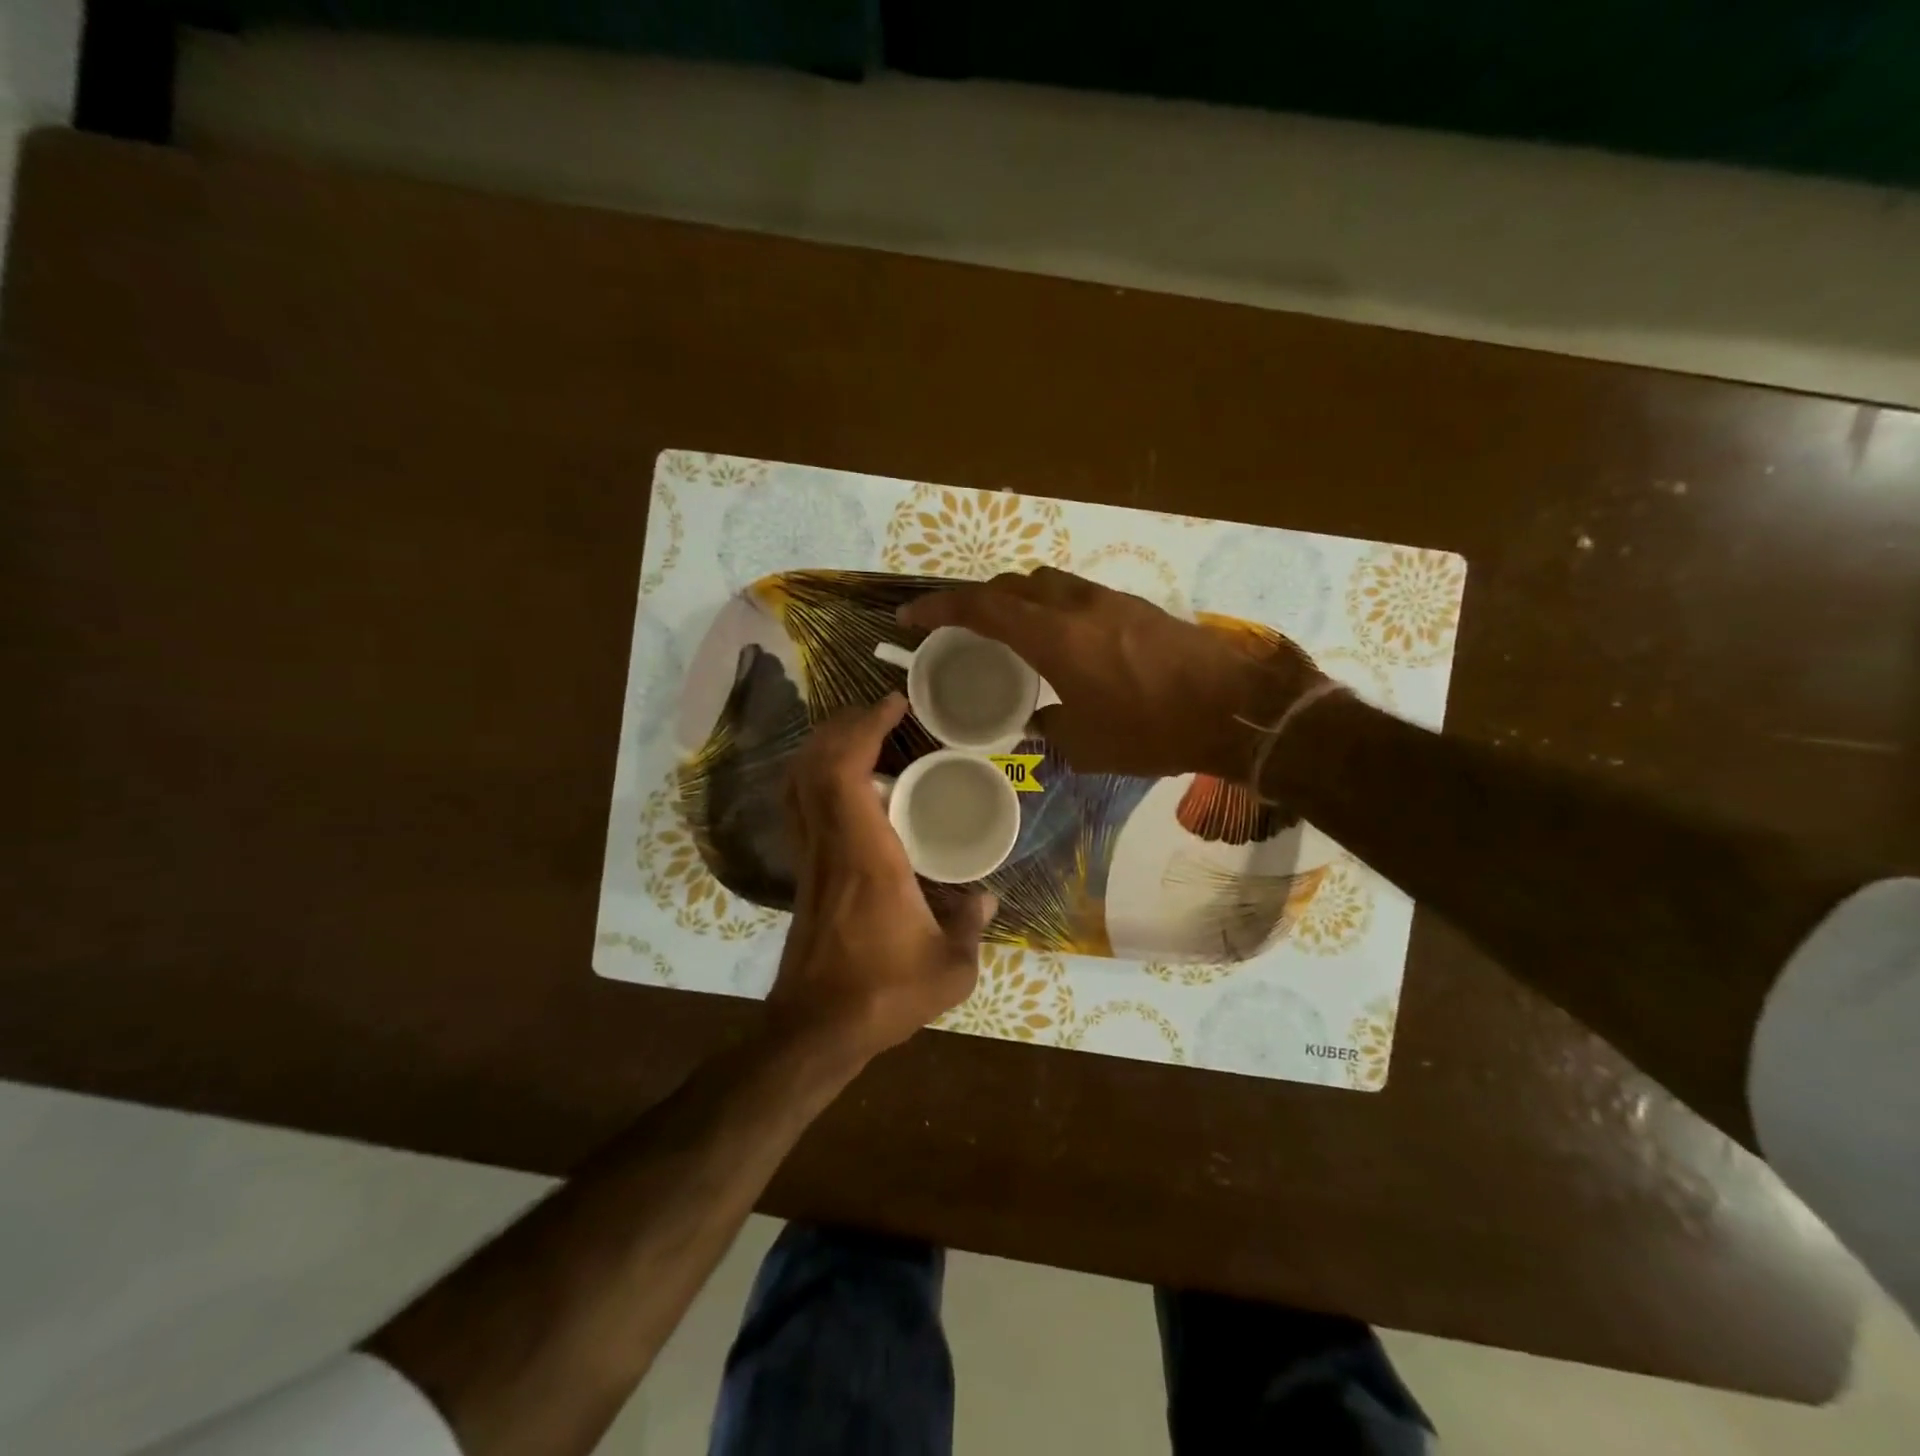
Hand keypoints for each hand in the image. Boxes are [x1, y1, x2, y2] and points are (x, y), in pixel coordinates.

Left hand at [771, 695, 996, 1062]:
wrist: (817, 1029)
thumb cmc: (883, 994)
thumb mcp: (949, 968)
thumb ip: (971, 927)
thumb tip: (986, 898)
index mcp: (866, 854)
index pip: (846, 771)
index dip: (864, 728)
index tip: (892, 705)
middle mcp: (830, 844)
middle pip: (815, 764)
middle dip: (843, 726)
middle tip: (881, 713)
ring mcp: (810, 858)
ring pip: (799, 783)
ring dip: (825, 748)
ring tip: (863, 736)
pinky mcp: (804, 873)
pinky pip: (801, 807)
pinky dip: (817, 777)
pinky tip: (847, 784)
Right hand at [899, 567, 1326, 780]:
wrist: (1236, 707)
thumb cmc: (1153, 730)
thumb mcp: (1090, 746)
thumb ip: (1051, 729)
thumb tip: (1037, 722)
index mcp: (1054, 637)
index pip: (982, 608)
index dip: (940, 608)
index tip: (911, 617)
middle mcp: (1077, 606)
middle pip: (1013, 584)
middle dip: (981, 601)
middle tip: (965, 629)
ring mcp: (1111, 600)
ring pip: (1048, 583)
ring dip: (1021, 600)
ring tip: (1014, 634)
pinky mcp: (1137, 607)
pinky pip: (1078, 595)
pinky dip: (1055, 608)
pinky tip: (1066, 643)